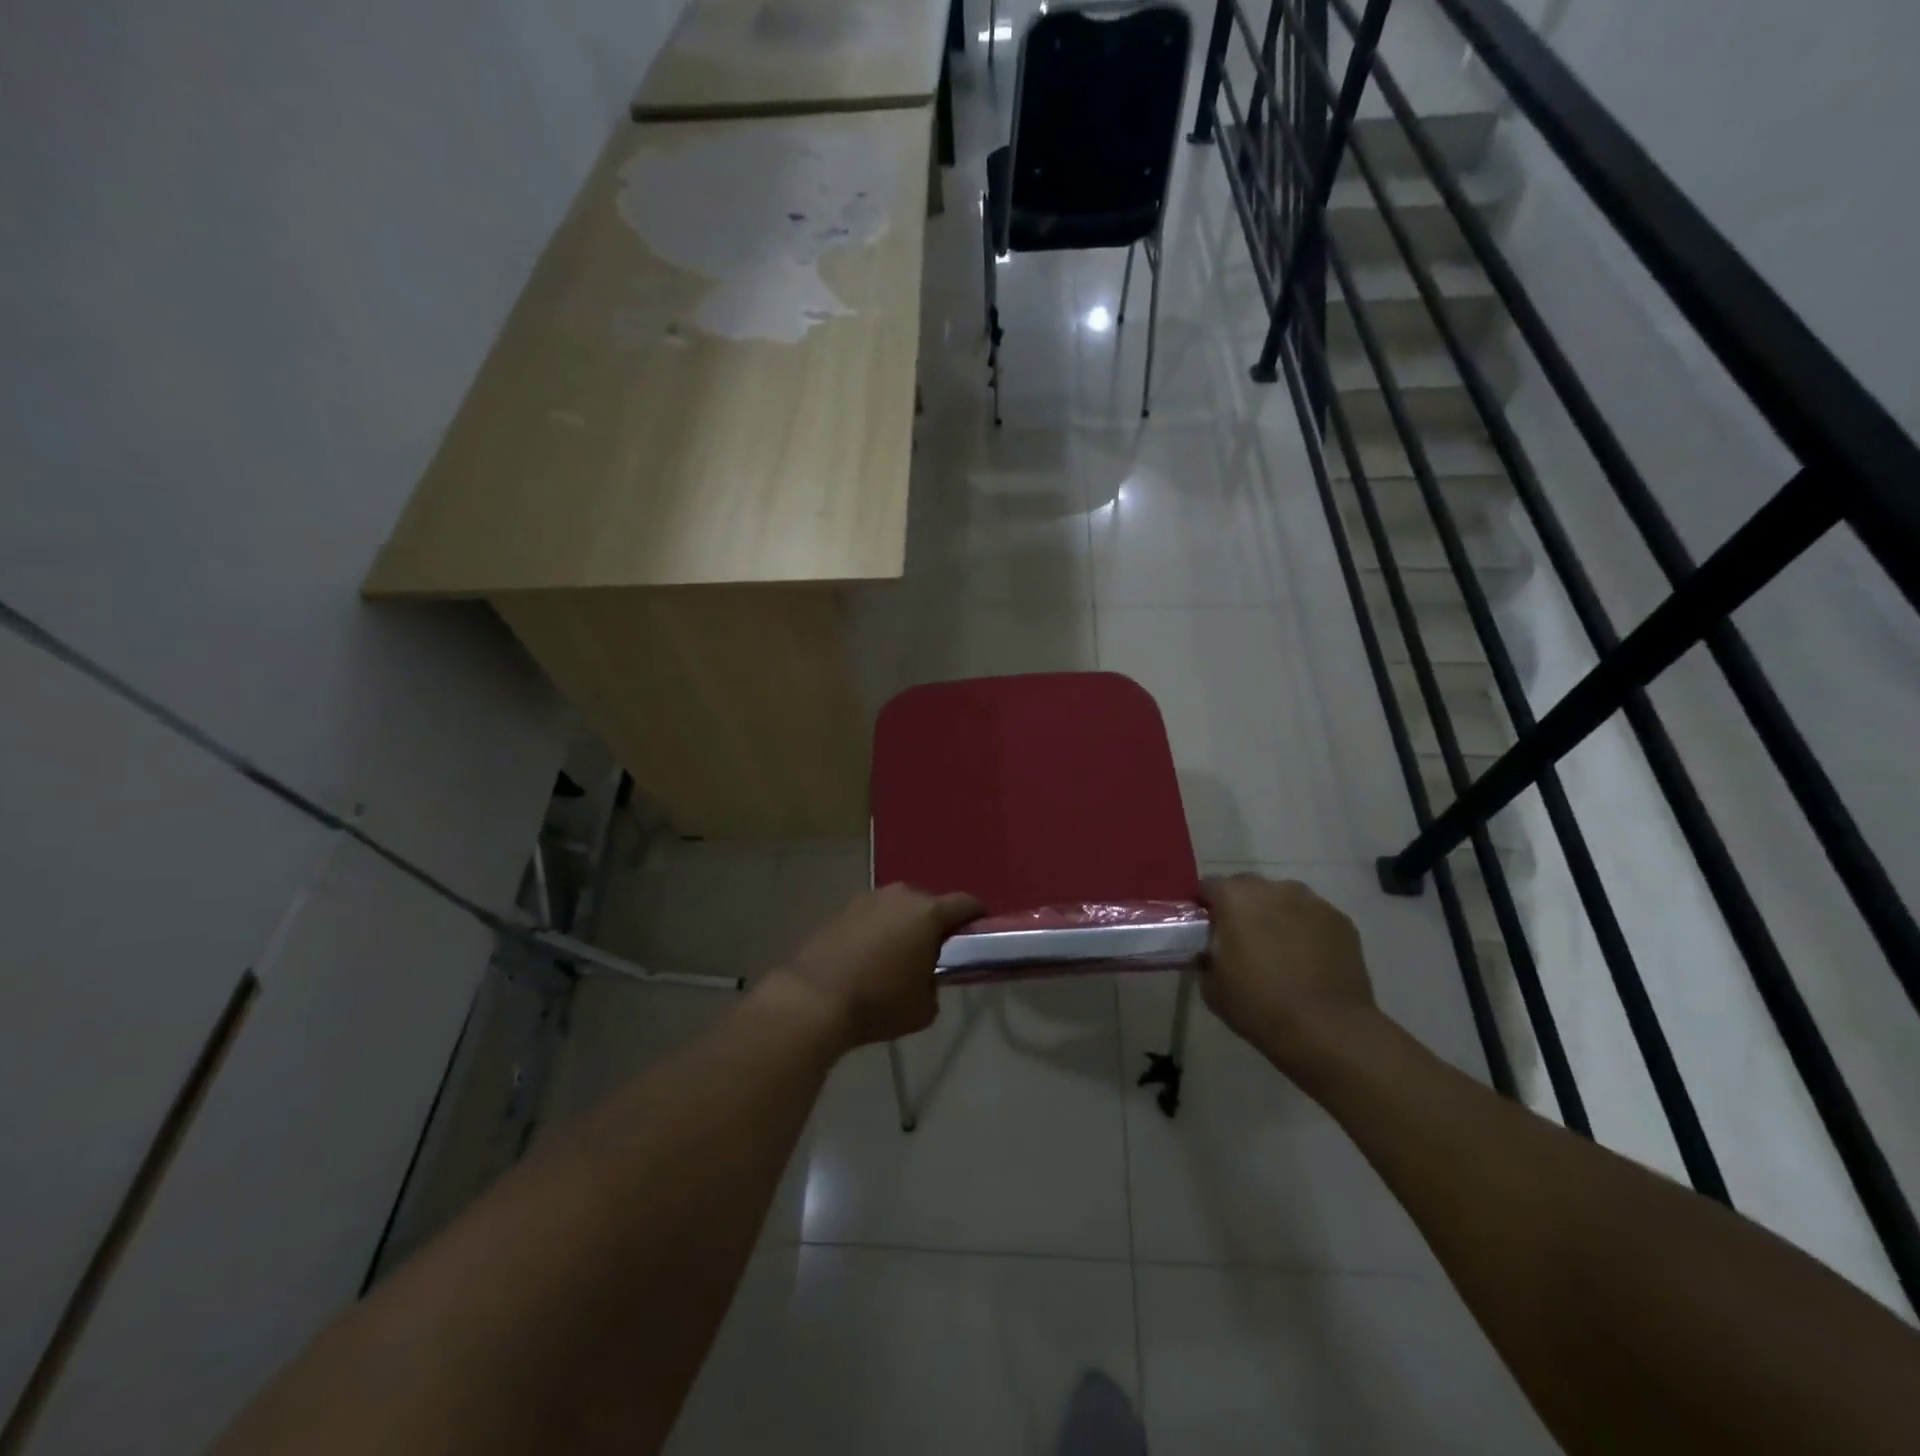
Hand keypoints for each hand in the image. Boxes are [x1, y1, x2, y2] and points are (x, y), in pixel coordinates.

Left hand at [770, 884, 982, 1049]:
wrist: (814, 999)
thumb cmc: (878, 1003)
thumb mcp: (924, 1008)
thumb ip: (935, 984)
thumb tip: (927, 976)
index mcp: (928, 913)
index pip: (966, 903)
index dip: (977, 917)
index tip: (978, 934)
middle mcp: (900, 896)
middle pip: (930, 903)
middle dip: (936, 924)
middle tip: (934, 953)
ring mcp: (868, 899)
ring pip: (898, 908)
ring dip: (904, 925)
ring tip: (898, 955)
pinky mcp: (842, 909)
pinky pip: (872, 916)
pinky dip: (877, 930)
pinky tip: (868, 957)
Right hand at [1197, 875, 1378, 1076]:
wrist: (1328, 1030)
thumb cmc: (1259, 1005)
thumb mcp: (1211, 985)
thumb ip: (1206, 956)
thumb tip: (1210, 950)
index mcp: (1234, 897)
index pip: (1208, 887)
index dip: (1205, 908)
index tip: (1206, 931)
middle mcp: (1272, 888)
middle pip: (1247, 887)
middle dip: (1241, 907)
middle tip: (1241, 940)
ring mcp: (1311, 901)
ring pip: (1282, 899)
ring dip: (1275, 915)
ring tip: (1279, 950)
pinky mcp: (1340, 920)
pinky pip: (1312, 916)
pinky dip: (1305, 930)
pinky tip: (1308, 960)